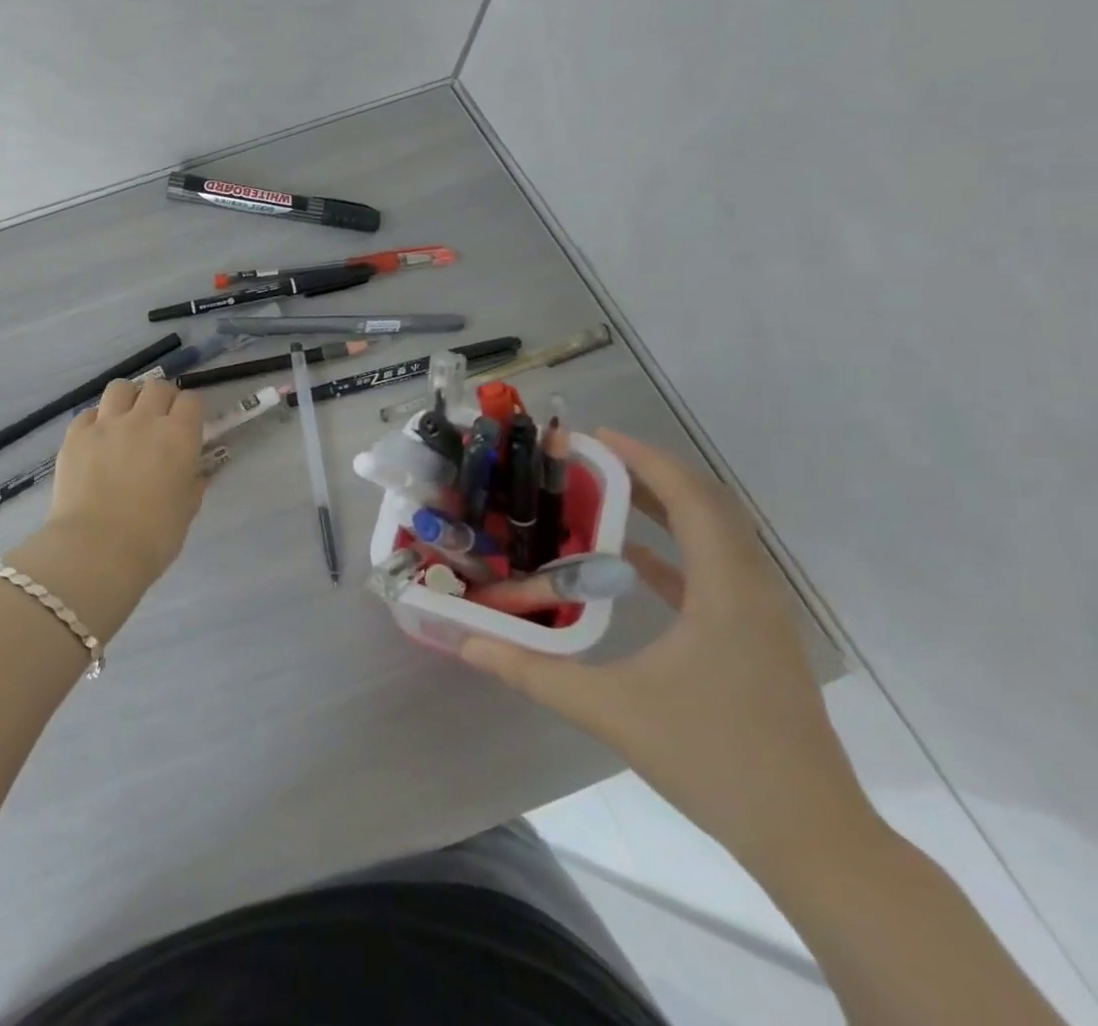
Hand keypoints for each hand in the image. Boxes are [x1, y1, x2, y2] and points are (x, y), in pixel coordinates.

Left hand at [43, 378, 207, 587]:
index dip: (190, 410)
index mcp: (178, 437)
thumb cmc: (152, 538)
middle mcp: (144, 420)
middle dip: (161, 399)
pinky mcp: (76, 435)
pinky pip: (88, 413)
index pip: (191, 401)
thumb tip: (196, 475)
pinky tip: (97, 439)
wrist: (96, 549)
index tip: (188, 425)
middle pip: (157, 387)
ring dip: (128, 399)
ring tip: (126, 419)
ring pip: (120, 388)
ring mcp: (106, 423)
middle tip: (158, 420)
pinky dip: (96, 421)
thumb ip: (192, 486)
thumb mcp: (185, 513)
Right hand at [459, 429, 876, 872]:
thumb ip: (533, 672)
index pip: (693, 501)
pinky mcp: (755, 642)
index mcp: (727, 595)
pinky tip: (629, 560)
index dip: (647, 461)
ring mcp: (759, 620)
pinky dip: (672, 551)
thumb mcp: (611, 711)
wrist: (814, 840)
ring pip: (715, 539)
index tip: (596, 438)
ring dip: (664, 508)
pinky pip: (713, 572)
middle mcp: (752, 594)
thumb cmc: (716, 761)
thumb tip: (465, 643)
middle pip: (708, 508)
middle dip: (650, 474)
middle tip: (589, 459)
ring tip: (602, 493)